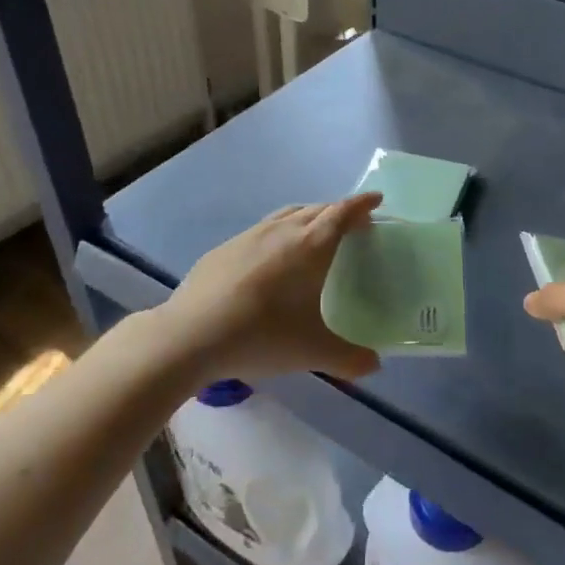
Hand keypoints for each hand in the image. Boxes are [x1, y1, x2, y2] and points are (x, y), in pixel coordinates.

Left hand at [156, 194, 384, 381]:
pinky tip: (271, 259)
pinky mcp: (223, 249)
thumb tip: (374, 365)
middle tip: (352, 224)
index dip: (361, 205)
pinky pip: (261, 230)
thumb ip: (349, 358)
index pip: (342, 213)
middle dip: (338, 211)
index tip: (376, 200)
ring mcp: (248, 237)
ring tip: (314, 234)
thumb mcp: (312, 352)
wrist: (189, 336)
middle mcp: (282, 231)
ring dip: (307, 217)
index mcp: (310, 246)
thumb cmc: (261, 336)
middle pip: (316, 209)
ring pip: (286, 215)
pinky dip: (278, 233)